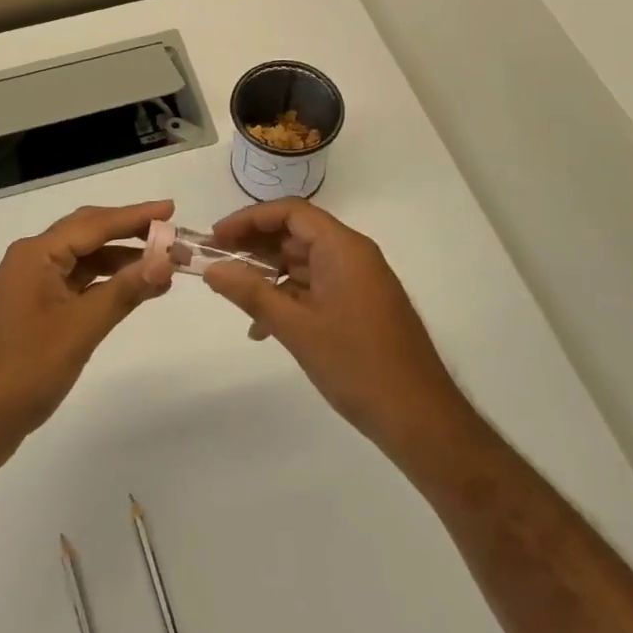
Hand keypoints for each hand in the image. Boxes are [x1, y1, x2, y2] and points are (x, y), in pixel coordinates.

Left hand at [0, 201, 175, 480]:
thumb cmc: (22, 371)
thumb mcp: (79, 329)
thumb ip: (123, 291)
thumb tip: (165, 261)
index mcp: (35, 254)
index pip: (94, 223)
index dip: (135, 215)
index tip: (171, 209)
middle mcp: (30, 261)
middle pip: (86, 234)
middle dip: (129, 233)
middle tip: (170, 234)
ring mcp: (28, 287)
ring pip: (81, 261)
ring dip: (118, 261)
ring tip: (159, 266)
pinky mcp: (30, 313)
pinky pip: (73, 285)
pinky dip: (102, 284)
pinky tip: (127, 292)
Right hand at [203, 199, 469, 469]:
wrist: (421, 419)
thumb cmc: (357, 365)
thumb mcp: (296, 328)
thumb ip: (251, 293)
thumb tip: (211, 269)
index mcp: (343, 248)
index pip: (290, 212)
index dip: (249, 219)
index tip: (216, 237)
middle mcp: (353, 256)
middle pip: (296, 234)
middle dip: (254, 246)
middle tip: (217, 263)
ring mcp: (359, 282)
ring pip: (304, 263)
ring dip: (268, 275)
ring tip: (234, 295)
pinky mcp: (361, 307)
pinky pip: (316, 288)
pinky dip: (288, 298)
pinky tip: (264, 328)